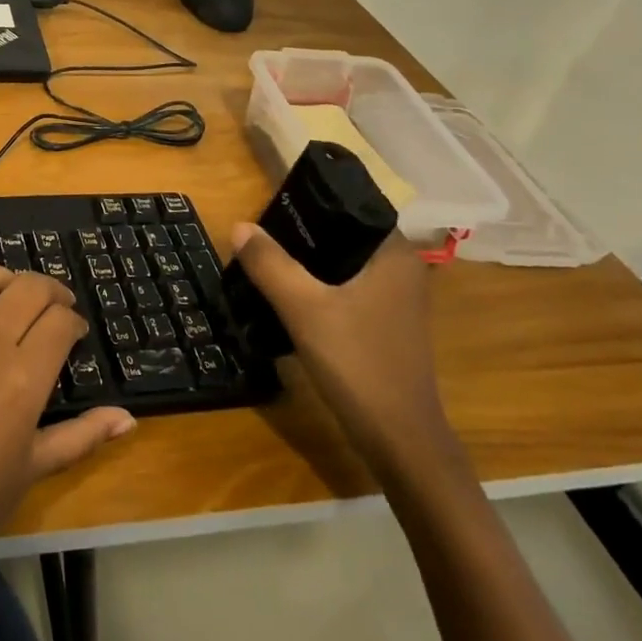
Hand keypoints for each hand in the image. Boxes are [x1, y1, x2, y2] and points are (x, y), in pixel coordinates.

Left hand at [0, 266, 135, 598]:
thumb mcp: (32, 470)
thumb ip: (82, 435)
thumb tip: (127, 419)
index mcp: (21, 378)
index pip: (60, 322)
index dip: (74, 322)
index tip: (74, 334)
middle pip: (28, 287)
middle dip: (51, 293)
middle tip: (53, 309)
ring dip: (3, 282)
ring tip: (8, 301)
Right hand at [229, 224, 448, 469]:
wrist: (399, 439)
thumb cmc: (357, 362)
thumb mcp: (304, 308)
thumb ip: (270, 264)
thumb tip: (240, 226)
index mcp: (395, 254)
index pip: (352, 206)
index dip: (312, 201)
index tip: (273, 204)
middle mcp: (402, 270)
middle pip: (344, 235)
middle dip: (303, 232)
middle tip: (260, 231)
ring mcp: (396, 300)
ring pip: (344, 264)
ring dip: (308, 261)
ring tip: (266, 256)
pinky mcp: (385, 324)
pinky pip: (347, 288)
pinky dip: (320, 285)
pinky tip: (289, 293)